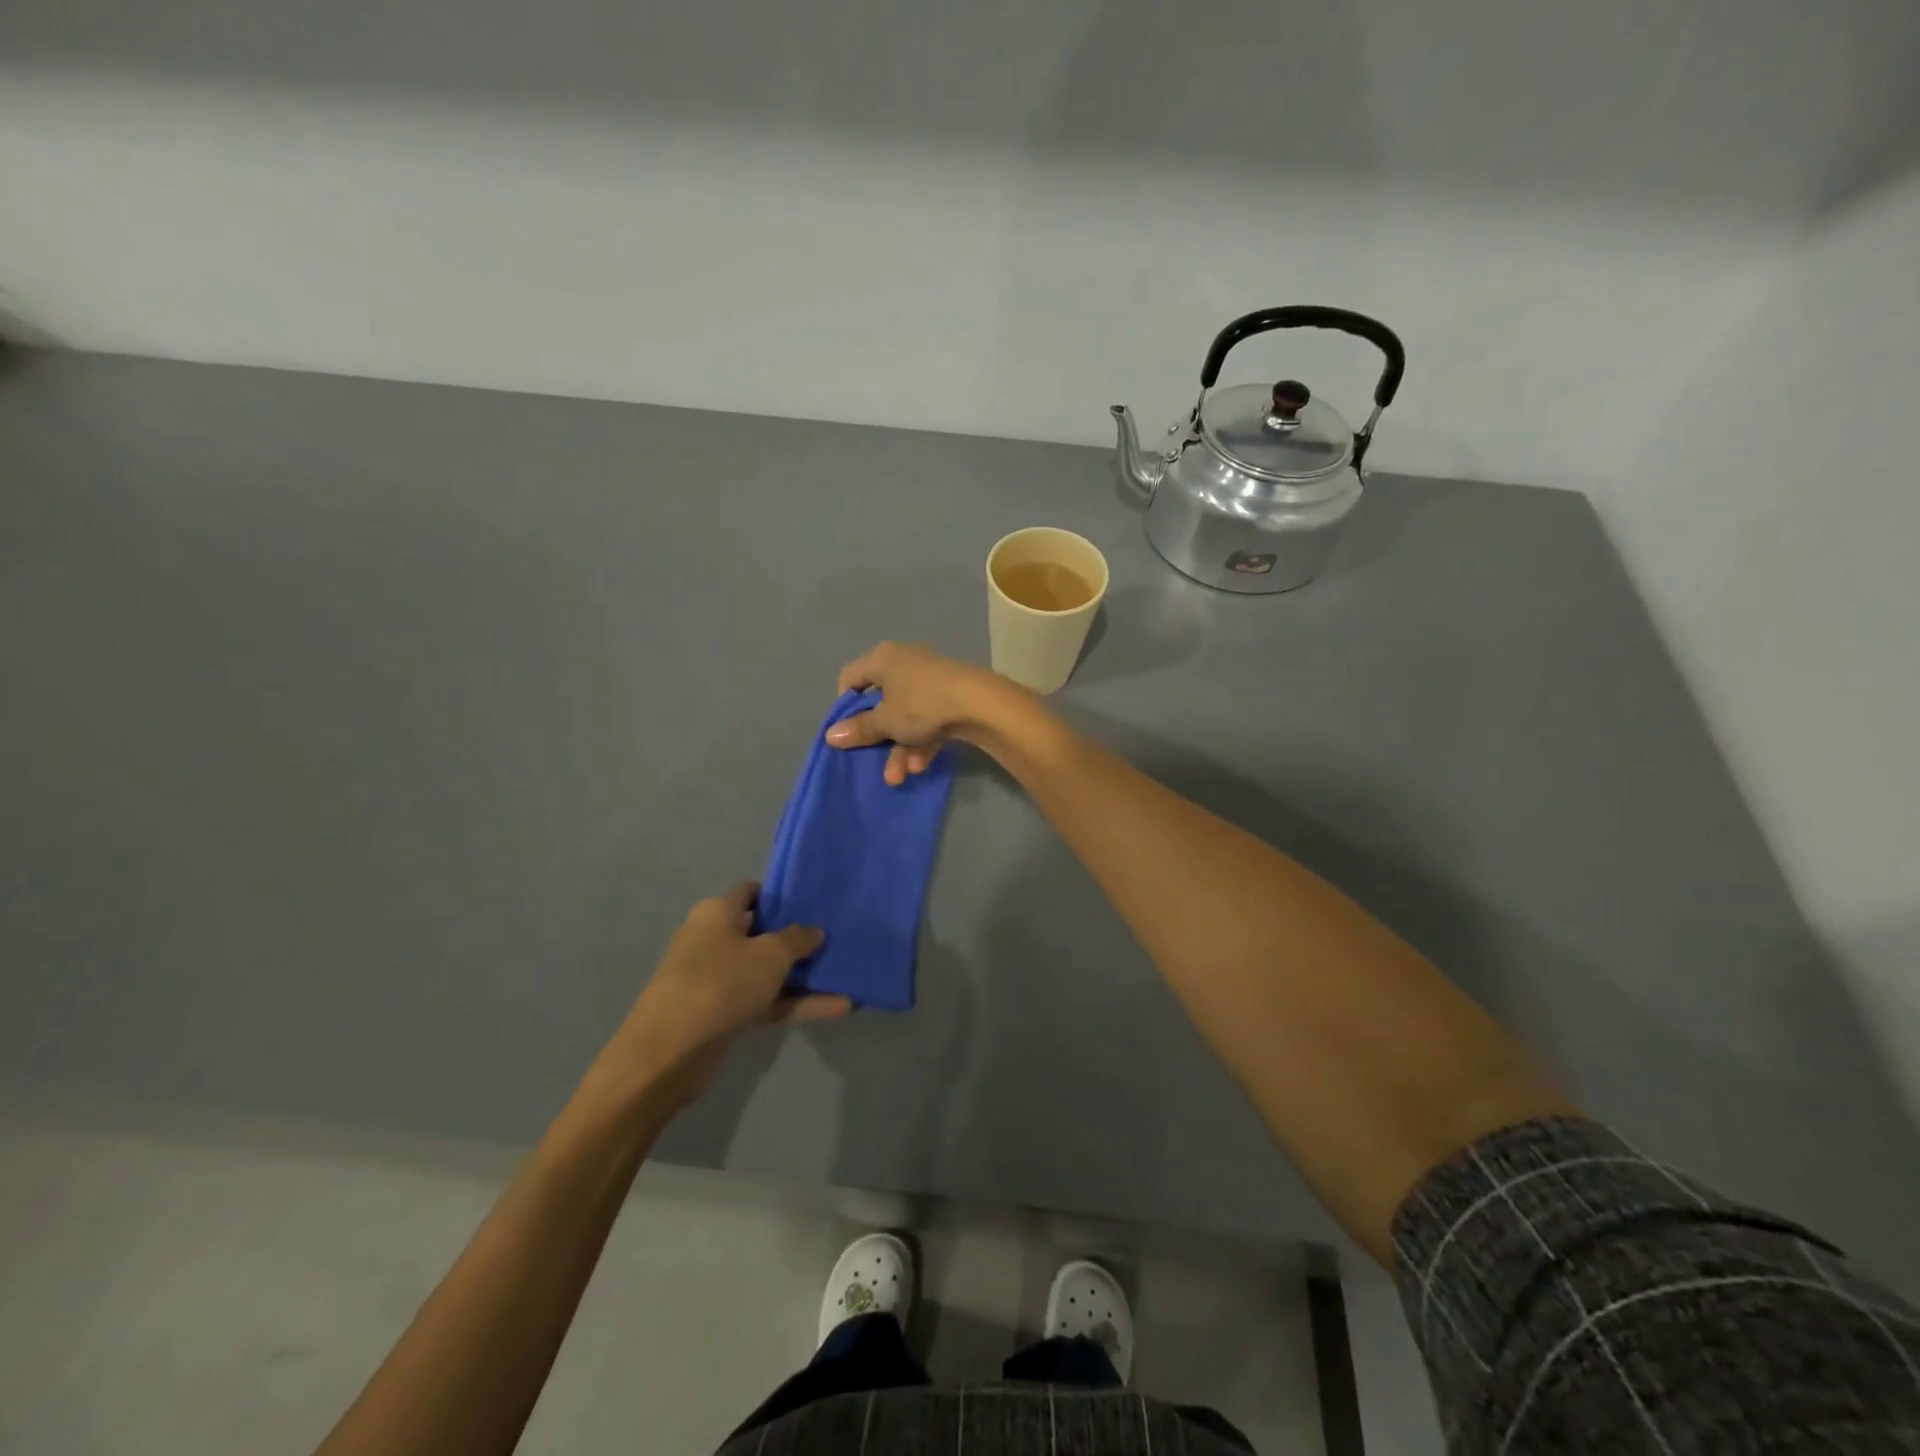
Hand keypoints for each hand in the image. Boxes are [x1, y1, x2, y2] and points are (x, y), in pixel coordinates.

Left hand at [602, 883, 847, 1105]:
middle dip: (797, 937)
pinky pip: (765, 1000)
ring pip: (766, 971)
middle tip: (835, 936)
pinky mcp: (722, 1014)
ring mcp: (717, 979)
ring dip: (802, 975)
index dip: (782, 894)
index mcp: (716, 913)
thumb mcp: (770, 954)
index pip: (751, 892)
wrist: (669, 1053)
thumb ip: (797, 939)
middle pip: (761, 932)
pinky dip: (795, 1003)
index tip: (814, 901)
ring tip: (845, 974)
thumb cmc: (721, 983)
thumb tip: (815, 930)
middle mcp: (713, 940)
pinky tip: (836, 1007)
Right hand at [826, 641, 1025, 785]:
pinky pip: (928, 721)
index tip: (848, 729)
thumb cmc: (921, 704)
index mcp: (883, 659)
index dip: (844, 705)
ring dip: (901, 749)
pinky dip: (923, 743)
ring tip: (901, 776)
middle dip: (879, 739)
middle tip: (874, 760)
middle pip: (881, 703)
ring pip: (906, 718)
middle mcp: (905, 663)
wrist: (980, 703)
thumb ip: (859, 729)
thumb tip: (830, 736)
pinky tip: (921, 766)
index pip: (850, 677)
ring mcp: (931, 681)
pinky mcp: (952, 698)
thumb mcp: (885, 721)